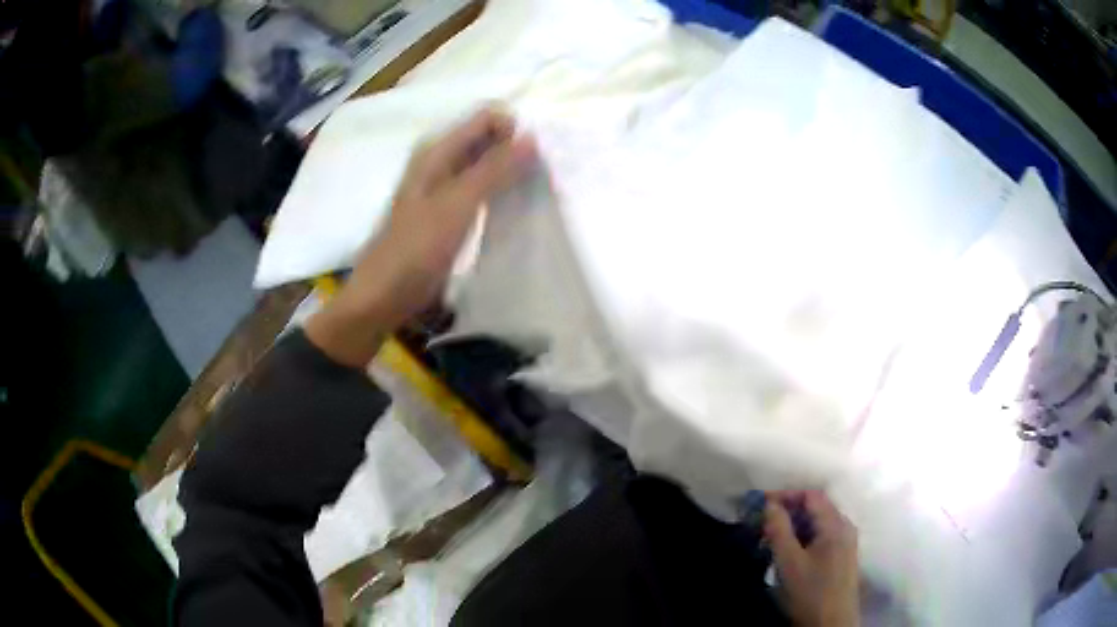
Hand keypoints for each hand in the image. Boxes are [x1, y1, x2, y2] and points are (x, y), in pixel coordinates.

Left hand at [306, 106, 536, 365]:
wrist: (384, 296)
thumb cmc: (416, 249)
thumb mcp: (457, 204)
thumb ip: (494, 169)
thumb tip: (533, 137)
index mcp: (438, 150)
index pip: (487, 118)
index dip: (515, 130)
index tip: (539, 157)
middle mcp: (440, 161)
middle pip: (487, 138)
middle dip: (516, 148)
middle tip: (544, 175)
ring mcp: (444, 186)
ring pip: (486, 164)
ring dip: (511, 170)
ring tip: (536, 190)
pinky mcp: (448, 211)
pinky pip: (480, 188)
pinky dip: (500, 191)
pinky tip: (516, 207)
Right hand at [765, 491, 859, 626]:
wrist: (832, 623)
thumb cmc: (810, 592)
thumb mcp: (789, 562)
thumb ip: (779, 530)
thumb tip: (769, 504)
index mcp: (836, 524)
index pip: (812, 496)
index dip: (786, 495)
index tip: (762, 502)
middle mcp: (845, 527)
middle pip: (817, 507)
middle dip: (789, 510)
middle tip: (763, 520)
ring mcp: (846, 542)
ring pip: (819, 523)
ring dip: (795, 525)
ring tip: (772, 536)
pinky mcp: (842, 556)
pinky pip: (822, 535)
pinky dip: (804, 536)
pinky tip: (789, 550)